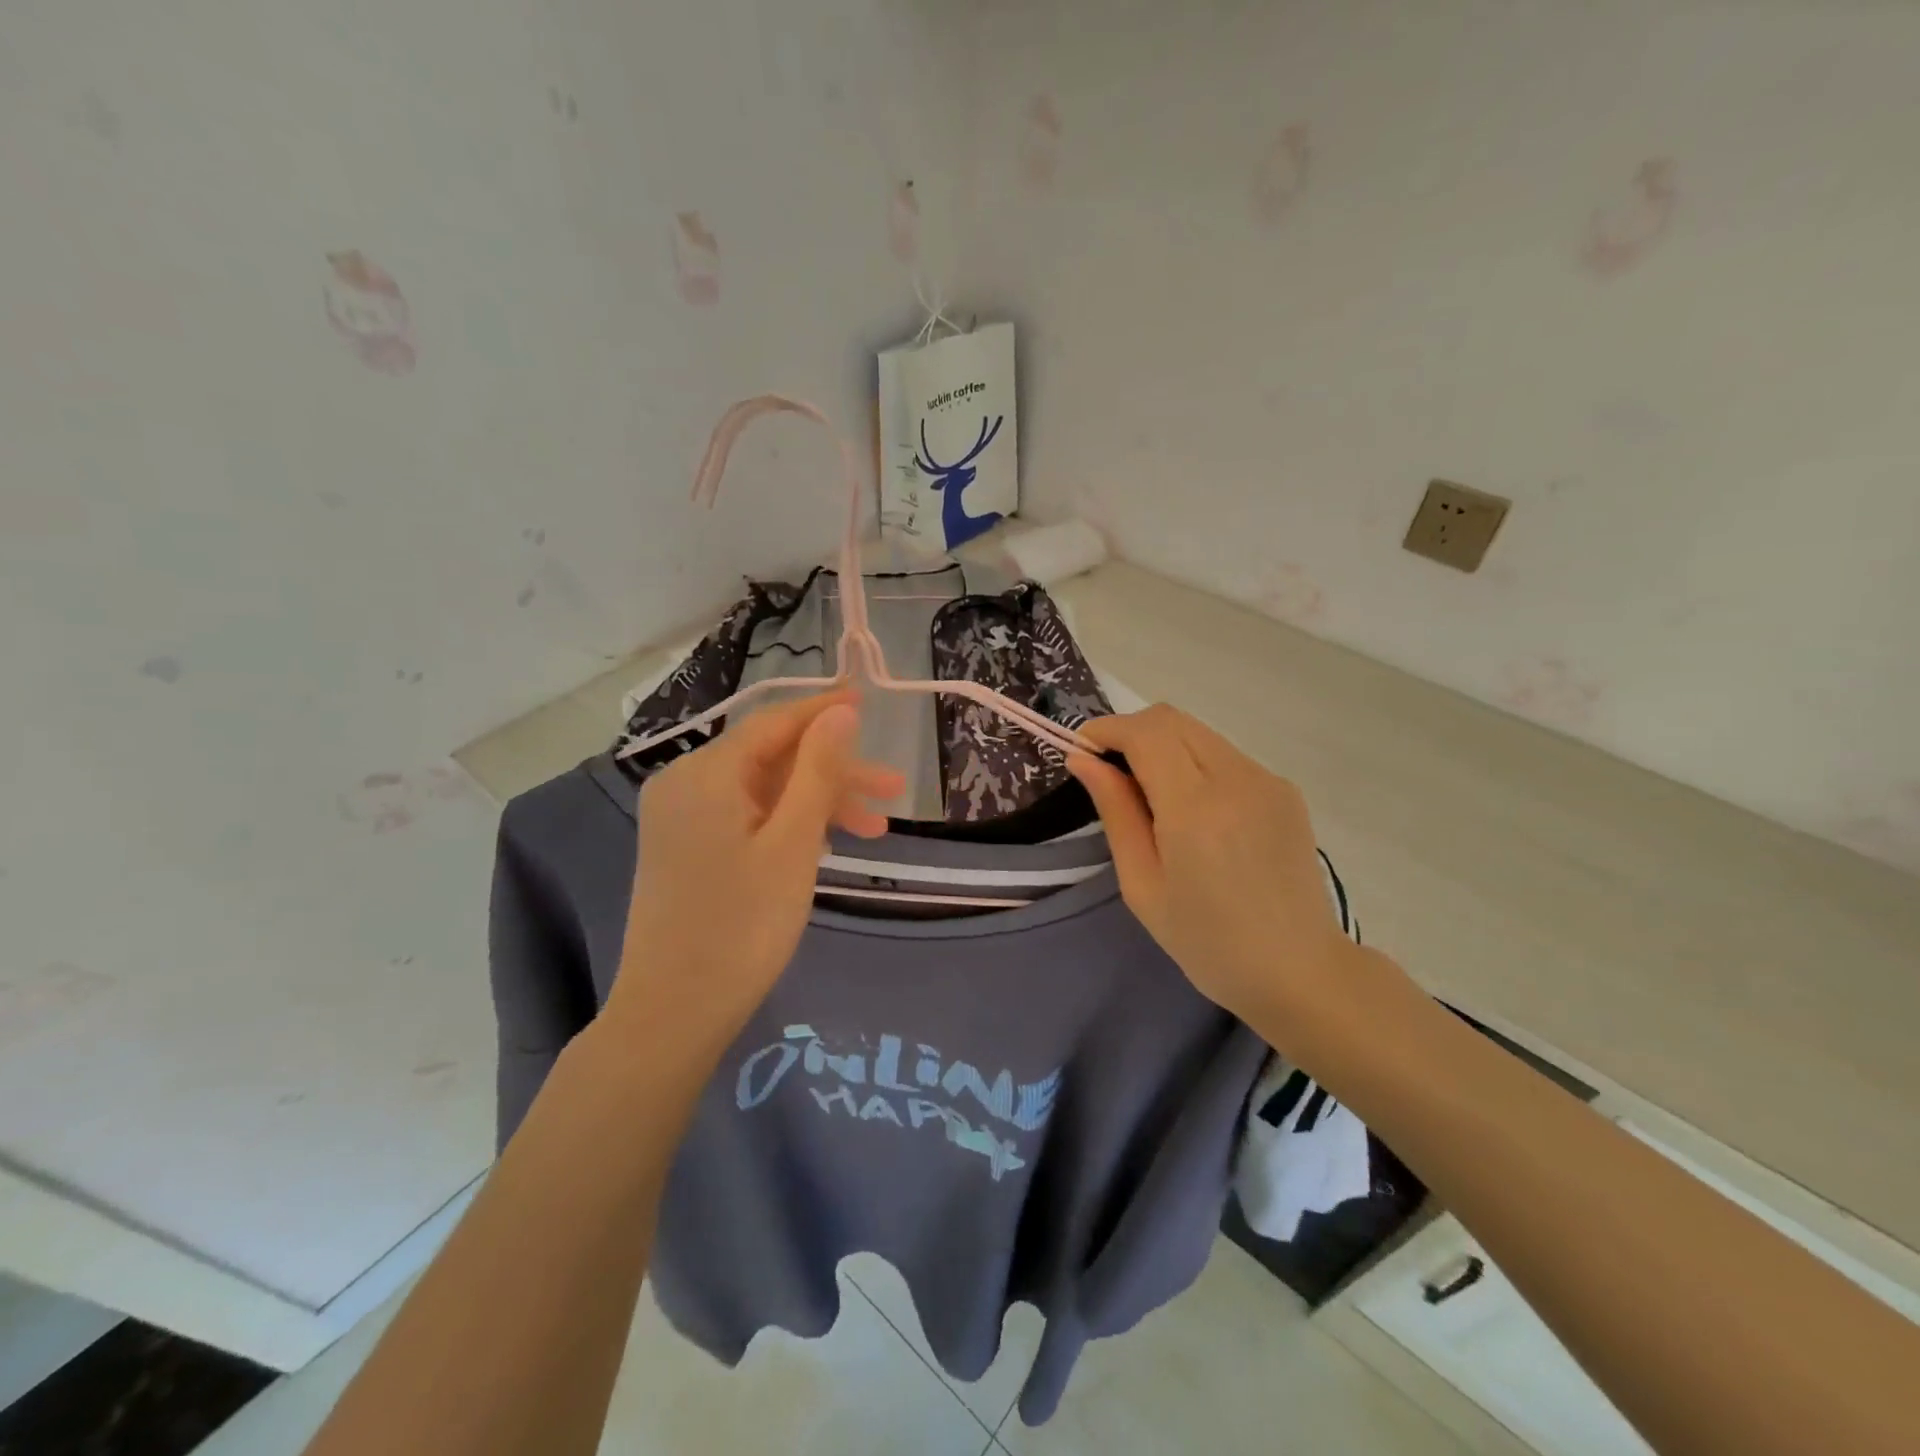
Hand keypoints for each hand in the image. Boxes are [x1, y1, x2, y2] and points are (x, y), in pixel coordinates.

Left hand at [604, 691, 904, 1051]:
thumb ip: (818, 772)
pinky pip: (748, 818)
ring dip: (819, 803)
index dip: (825, 712)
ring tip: (876, 830)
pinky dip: (789, 825)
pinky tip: (827, 844)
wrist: (674, 1014)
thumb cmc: (741, 926)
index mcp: (704, 774)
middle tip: (894, 789)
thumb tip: (839, 713)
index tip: (869, 701)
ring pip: (764, 791)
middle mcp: (685, 785)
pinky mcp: (688, 849)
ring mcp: (683, 819)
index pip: (774, 723)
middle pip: (772, 758)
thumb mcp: (792, 843)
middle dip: (834, 771)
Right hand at [1066, 704, 1356, 1030]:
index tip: (1083, 750)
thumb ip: (1115, 812)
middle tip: (1110, 773)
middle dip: (1131, 732)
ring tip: (1151, 797)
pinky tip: (1194, 812)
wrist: (1298, 970)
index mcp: (1196, 810)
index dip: (1107, 729)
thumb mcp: (1142, 884)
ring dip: (1163, 746)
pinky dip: (1195, 764)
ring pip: (1199, 732)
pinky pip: (1225, 755)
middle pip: (1172, 719)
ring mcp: (1268, 780)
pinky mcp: (1285, 790)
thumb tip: (1083, 759)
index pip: (1146, 732)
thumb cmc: (1207, 941)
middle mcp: (1237, 779)